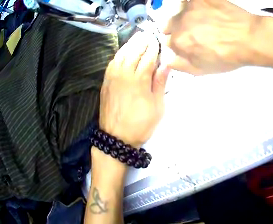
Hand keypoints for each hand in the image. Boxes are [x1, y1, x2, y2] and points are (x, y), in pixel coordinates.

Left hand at [99, 32, 169, 147]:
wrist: (116, 138)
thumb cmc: (140, 125)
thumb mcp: (157, 108)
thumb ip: (160, 84)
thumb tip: (166, 65)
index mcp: (139, 80)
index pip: (149, 56)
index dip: (155, 48)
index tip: (159, 42)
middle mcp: (125, 73)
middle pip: (135, 51)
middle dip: (143, 42)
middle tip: (149, 35)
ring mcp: (113, 77)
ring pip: (122, 54)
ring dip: (131, 44)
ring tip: (137, 38)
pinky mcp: (106, 82)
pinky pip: (112, 62)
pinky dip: (119, 54)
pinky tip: (124, 51)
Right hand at [164, 0, 259, 74]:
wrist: (250, 38)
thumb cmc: (227, 56)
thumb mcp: (201, 70)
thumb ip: (180, 65)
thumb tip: (167, 60)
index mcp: (178, 41)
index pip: (168, 41)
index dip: (178, 43)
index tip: (189, 43)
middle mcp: (180, 22)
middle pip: (170, 24)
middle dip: (178, 28)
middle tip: (195, 30)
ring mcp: (192, 7)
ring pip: (180, 10)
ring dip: (185, 15)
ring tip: (202, 18)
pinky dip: (195, 4)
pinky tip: (205, 8)